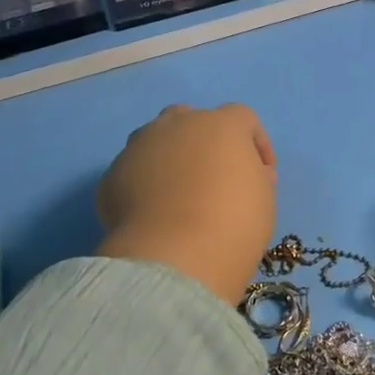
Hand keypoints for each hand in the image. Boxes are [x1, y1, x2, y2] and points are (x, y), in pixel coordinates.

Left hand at [95, 103, 276, 303]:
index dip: (256, 143)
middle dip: (204, 142)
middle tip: (214, 176)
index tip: (263, 175)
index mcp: (221, 124)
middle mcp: (177, 124)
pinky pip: (133, 172)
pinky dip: (143, 186)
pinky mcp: (111, 176)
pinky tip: (152, 215)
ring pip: (155, 140)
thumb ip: (254, 174)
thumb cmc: (234, 221)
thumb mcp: (263, 197)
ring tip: (177, 193)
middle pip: (191, 119)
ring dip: (169, 158)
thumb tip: (242, 173)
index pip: (243, 118)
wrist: (175, 256)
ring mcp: (139, 147)